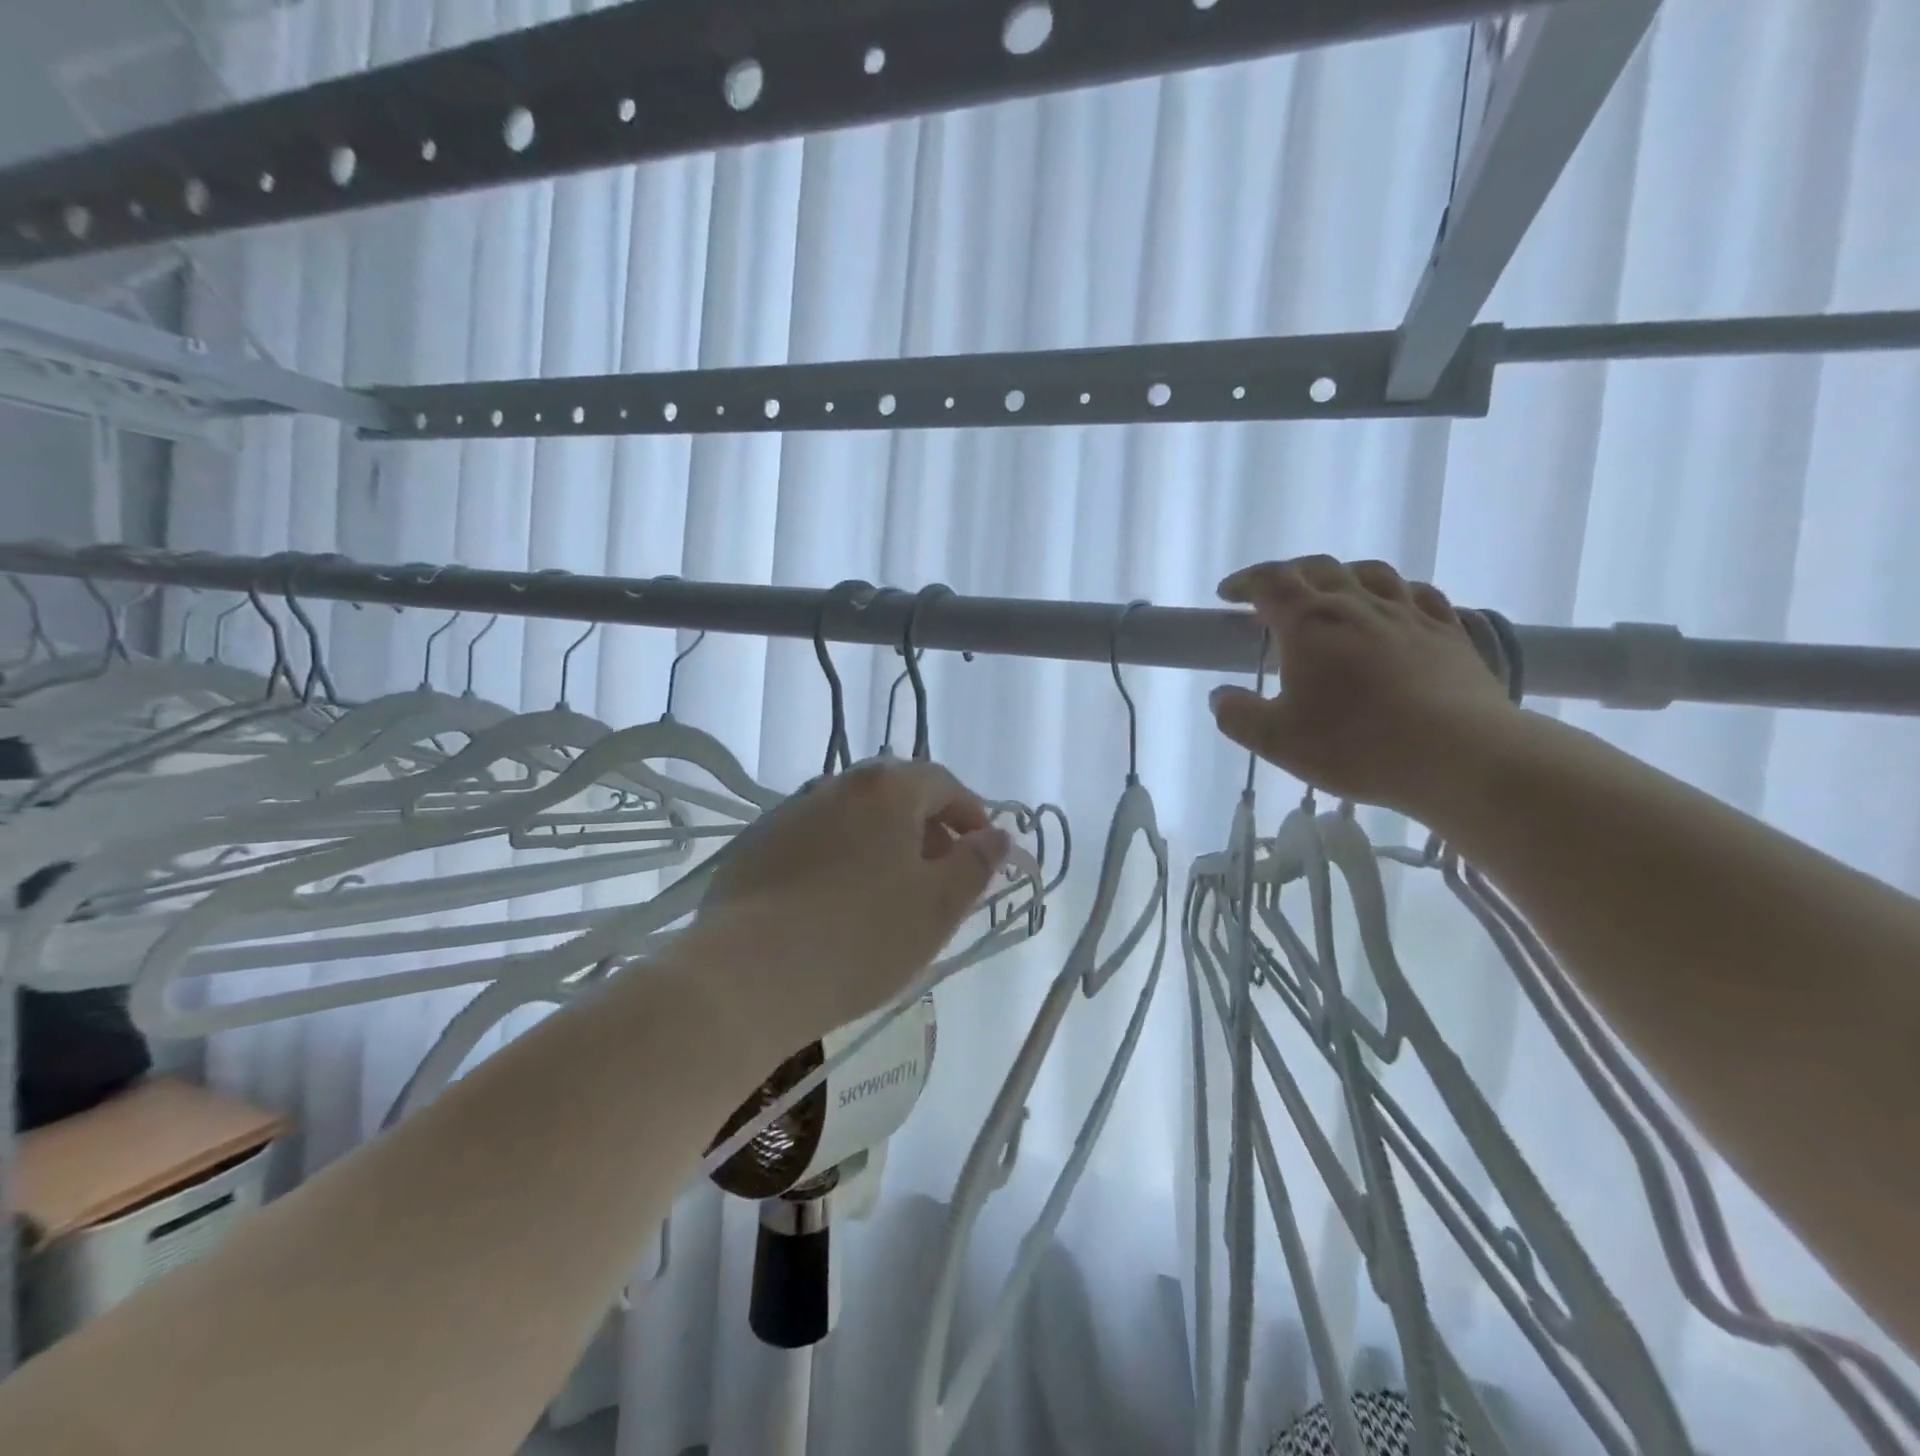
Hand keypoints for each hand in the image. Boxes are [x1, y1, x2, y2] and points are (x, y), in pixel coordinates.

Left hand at [691, 759, 1012, 1039]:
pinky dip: (838, 857)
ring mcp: (788, 813)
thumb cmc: (861, 937)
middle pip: (894, 793)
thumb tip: (997, 836)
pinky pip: (813, 840)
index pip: (941, 782)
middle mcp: (835, 785)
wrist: (748, 974)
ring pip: (851, 816)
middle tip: (938, 871)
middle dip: (925, 826)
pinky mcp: (755, 846)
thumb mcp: (938, 906)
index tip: (982, 849)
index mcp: (886, 790)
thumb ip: (975, 865)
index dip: (970, 812)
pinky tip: (833, 903)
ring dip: (880, 840)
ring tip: (887, 890)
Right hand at [1208, 556, 1518, 816]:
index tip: (1228, 595)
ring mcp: (1409, 614)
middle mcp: (1358, 605)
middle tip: (1271, 598)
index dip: (1244, 582)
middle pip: (1318, 568)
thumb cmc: (1356, 745)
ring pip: (1370, 573)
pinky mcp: (1449, 632)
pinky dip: (1393, 592)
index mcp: (1310, 623)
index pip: (1270, 582)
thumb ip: (1238, 716)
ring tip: (1330, 594)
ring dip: (1340, 576)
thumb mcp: (1277, 741)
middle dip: (1287, 575)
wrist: (1461, 755)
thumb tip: (1220, 697)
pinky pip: (1417, 593)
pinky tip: (1393, 608)